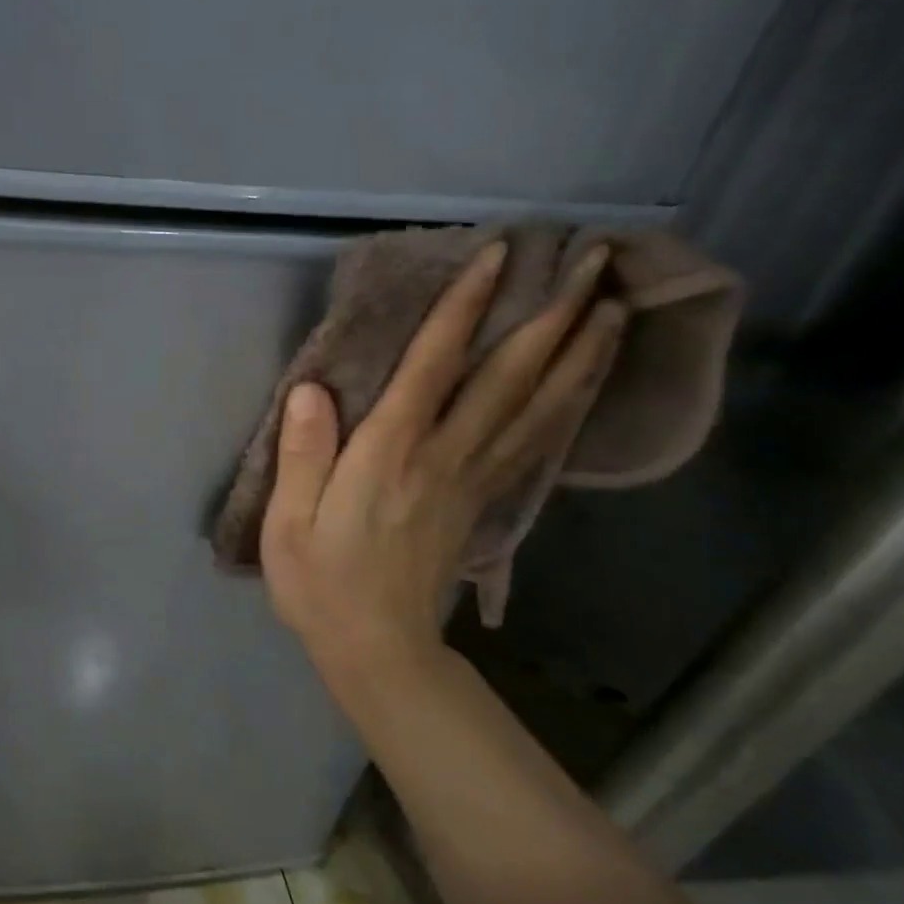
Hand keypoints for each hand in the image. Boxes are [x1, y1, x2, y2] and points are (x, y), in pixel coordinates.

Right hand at [260, 240, 624, 699]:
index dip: (464, 309)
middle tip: (594, 260)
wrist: (379, 649)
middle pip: (508, 378)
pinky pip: (535, 442)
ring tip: (614, 305)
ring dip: (579, 353)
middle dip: (552, 315)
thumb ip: (303, 455)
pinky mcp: (484, 501)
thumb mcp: (288, 524)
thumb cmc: (320, 584)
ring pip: (538, 407)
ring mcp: (473, 480)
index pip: (432, 368)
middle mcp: (443, 457)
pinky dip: (569, 404)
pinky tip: (588, 380)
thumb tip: (311, 389)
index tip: (500, 255)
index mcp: (388, 457)